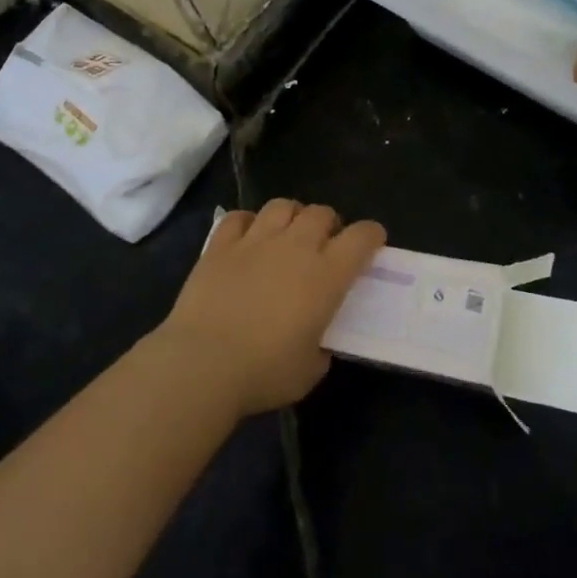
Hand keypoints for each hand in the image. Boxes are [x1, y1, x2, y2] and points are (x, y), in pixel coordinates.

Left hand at [150, 200, 385, 415]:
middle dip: (329, 224)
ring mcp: (255, 241)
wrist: (203, 363)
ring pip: (282, 205)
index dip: (371, 234)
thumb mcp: (310, 369)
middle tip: (325, 244)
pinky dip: (248, 222)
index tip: (373, 242)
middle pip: (321, 213)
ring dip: (292, 216)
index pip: (361, 237)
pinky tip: (247, 237)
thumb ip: (320, 346)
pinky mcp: (220, 245)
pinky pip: (238, 217)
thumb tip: (316, 339)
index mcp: (326, 276)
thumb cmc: (264, 372)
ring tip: (288, 234)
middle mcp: (295, 247)